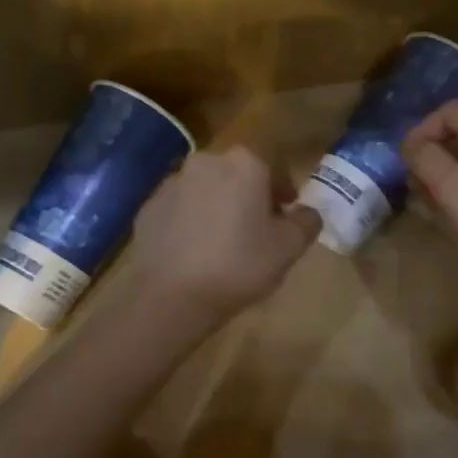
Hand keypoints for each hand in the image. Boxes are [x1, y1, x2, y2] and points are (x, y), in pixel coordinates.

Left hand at [130, 147, 320, 320]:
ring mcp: (172, 182)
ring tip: (223, 242)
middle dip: (249, 195)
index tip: (285, 215)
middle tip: (257, 229)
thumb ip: (306, 222)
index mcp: (244, 163)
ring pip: (206, 188)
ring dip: (218, 205)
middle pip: (237, 174)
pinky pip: (180, 207)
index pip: (274, 166)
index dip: (283, 190)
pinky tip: (194, 251)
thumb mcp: (289, 248)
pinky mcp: (149, 206)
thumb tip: (307, 212)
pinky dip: (190, 220)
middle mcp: (207, 161)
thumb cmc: (239, 265)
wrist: (170, 295)